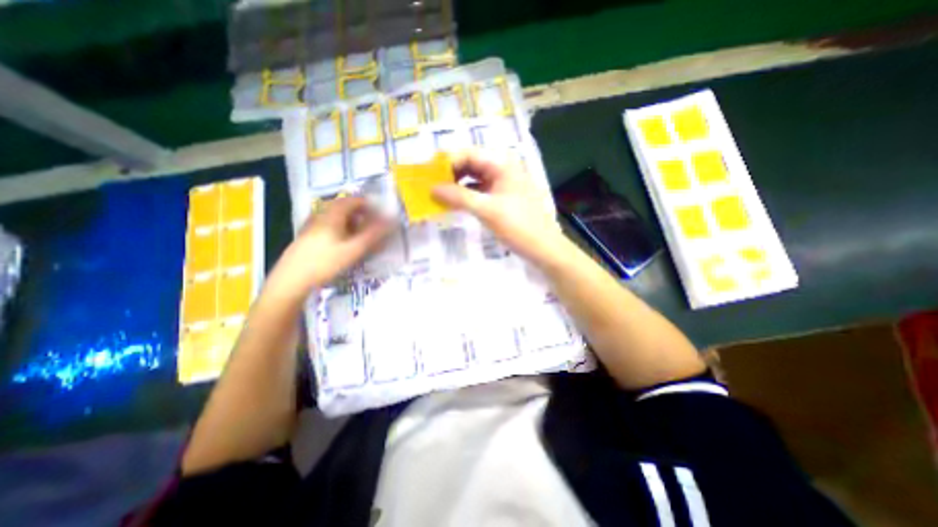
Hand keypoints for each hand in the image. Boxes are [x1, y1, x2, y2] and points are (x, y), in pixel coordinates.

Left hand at [265, 195, 390, 301]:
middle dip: (361, 214)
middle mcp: (320, 216)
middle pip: (343, 208)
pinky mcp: (308, 238)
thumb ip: (373, 235)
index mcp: (331, 215)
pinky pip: (329, 228)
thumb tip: (391, 221)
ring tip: (362, 236)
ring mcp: (312, 227)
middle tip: (373, 225)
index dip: (368, 204)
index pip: (352, 200)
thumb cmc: (325, 262)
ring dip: (352, 223)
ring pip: (336, 219)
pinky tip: (345, 245)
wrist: (291, 281)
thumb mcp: (353, 249)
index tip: (380, 213)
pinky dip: (342, 231)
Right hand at [429, 149, 562, 262]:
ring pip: (475, 178)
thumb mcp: (487, 210)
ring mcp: (503, 184)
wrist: (544, 248)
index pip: (468, 154)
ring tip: (439, 195)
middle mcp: (502, 169)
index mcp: (502, 164)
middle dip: (451, 174)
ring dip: (457, 185)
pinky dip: (467, 196)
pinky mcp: (503, 198)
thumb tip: (432, 188)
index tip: (429, 176)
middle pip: (471, 164)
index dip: (447, 163)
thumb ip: (459, 197)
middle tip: (431, 186)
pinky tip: (455, 203)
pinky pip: (480, 191)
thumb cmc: (518, 226)